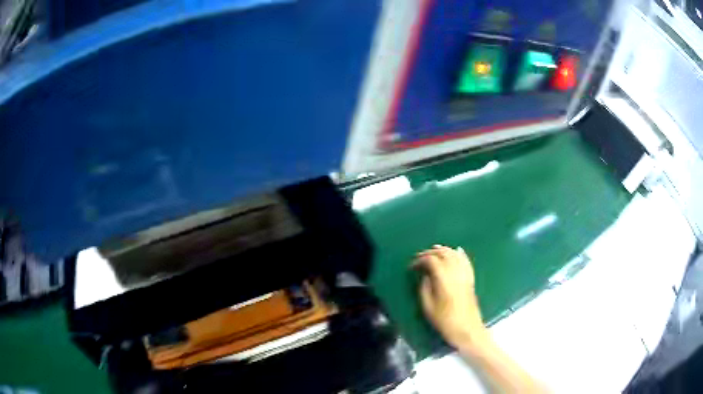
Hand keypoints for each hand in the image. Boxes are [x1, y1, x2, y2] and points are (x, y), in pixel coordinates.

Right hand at [413, 245, 487, 348]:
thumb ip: (424, 287)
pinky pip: (466, 261)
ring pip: (455, 254)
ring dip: (444, 250)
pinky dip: (460, 254)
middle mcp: (455, 272)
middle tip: (420, 257)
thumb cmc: (445, 320)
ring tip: (434, 250)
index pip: (431, 260)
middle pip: (443, 253)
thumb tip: (425, 275)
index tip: (411, 266)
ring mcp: (465, 274)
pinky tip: (457, 250)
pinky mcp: (470, 279)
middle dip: (430, 252)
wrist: (467, 328)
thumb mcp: (428, 306)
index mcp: (443, 278)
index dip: (419, 260)